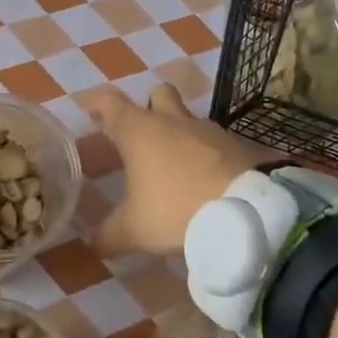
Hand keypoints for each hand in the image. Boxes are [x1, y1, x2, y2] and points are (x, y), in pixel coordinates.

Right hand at [87, 84, 271, 257]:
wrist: (248, 212)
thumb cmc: (177, 210)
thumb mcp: (135, 230)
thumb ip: (109, 235)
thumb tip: (92, 244)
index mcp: (140, 131)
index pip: (110, 102)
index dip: (97, 103)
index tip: (89, 109)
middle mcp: (174, 121)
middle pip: (158, 94)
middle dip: (149, 106)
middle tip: (142, 133)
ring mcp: (210, 130)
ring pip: (190, 119)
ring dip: (181, 135)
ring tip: (176, 168)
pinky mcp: (239, 145)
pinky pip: (217, 144)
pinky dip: (209, 156)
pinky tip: (208, 182)